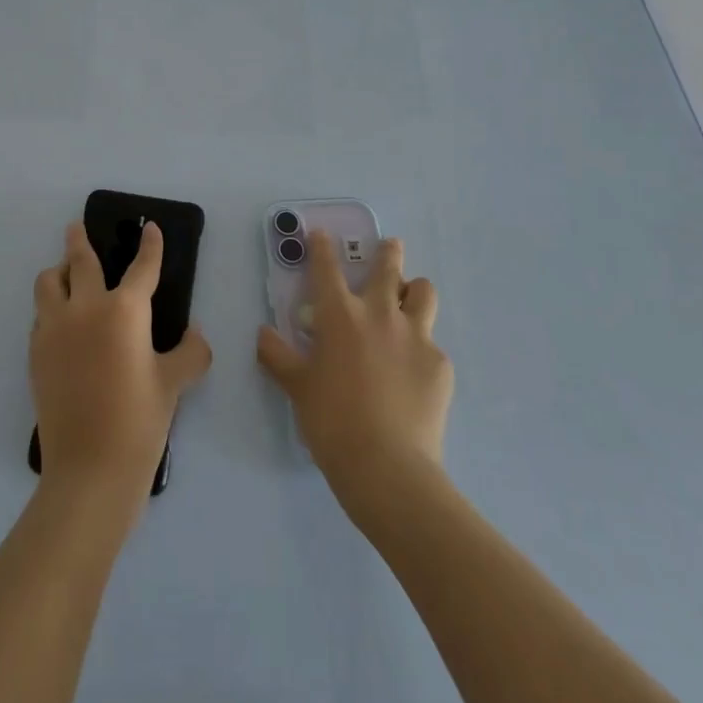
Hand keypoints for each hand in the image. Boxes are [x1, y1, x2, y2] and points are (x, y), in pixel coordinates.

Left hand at [31, 221, 211, 505]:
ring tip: (66, 275)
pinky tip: (61, 323)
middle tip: (76, 227)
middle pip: (80, 260)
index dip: (150, 245)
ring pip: (48, 282)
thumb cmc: (139, 422)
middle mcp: (85, 308)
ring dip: (58, 272)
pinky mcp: (36, 353)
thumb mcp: (175, 384)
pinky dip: (50, 309)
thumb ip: (191, 352)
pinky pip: (40, 316)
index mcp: (124, 310)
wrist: (89, 472)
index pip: (141, 266)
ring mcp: (55, 329)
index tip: (150, 229)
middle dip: (79, 239)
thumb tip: (195, 334)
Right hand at [257, 232, 451, 517]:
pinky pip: (432, 343)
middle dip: (388, 251)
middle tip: (389, 246)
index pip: (327, 267)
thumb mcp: (297, 388)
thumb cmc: (332, 422)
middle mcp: (380, 314)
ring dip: (414, 290)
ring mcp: (415, 336)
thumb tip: (262, 334)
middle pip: (389, 267)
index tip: (322, 234)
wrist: (388, 468)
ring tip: (409, 299)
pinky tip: (414, 372)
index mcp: (340, 315)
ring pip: (423, 292)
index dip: (322, 247)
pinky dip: (421, 348)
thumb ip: (278, 356)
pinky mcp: (440, 364)